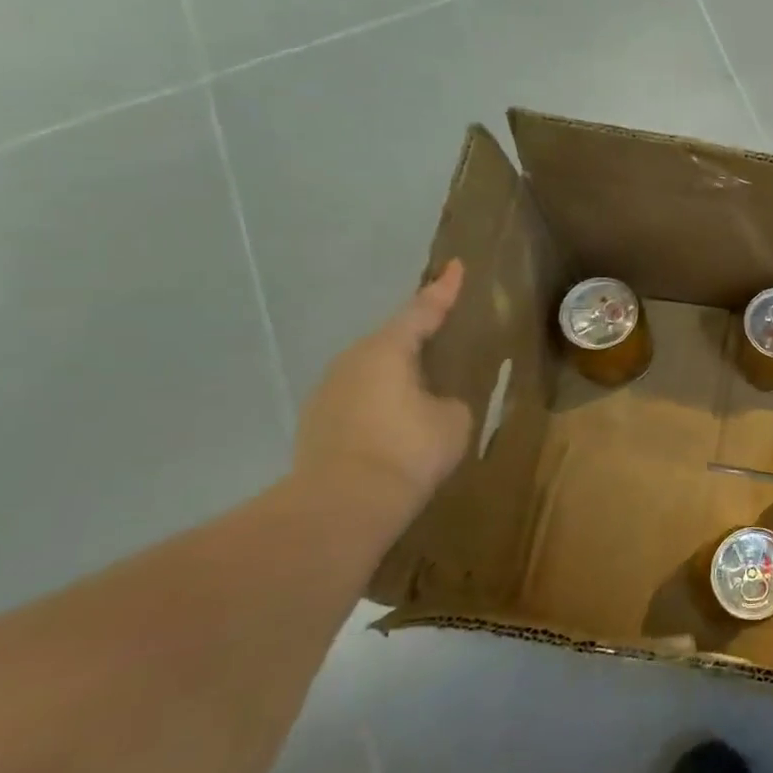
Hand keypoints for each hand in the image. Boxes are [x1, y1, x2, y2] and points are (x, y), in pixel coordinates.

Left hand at [295, 261, 473, 508]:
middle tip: (443, 334)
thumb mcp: (453, 419)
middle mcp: (351, 361)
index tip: (455, 266)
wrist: (342, 506)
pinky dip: (381, 403)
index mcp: (387, 349)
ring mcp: (328, 393)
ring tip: (423, 386)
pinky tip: (397, 423)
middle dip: (417, 337)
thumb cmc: (408, 450)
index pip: (423, 310)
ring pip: (372, 371)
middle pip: (391, 339)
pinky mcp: (317, 425)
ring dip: (397, 374)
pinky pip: (359, 399)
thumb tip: (434, 403)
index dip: (443, 289)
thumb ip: (448, 400)